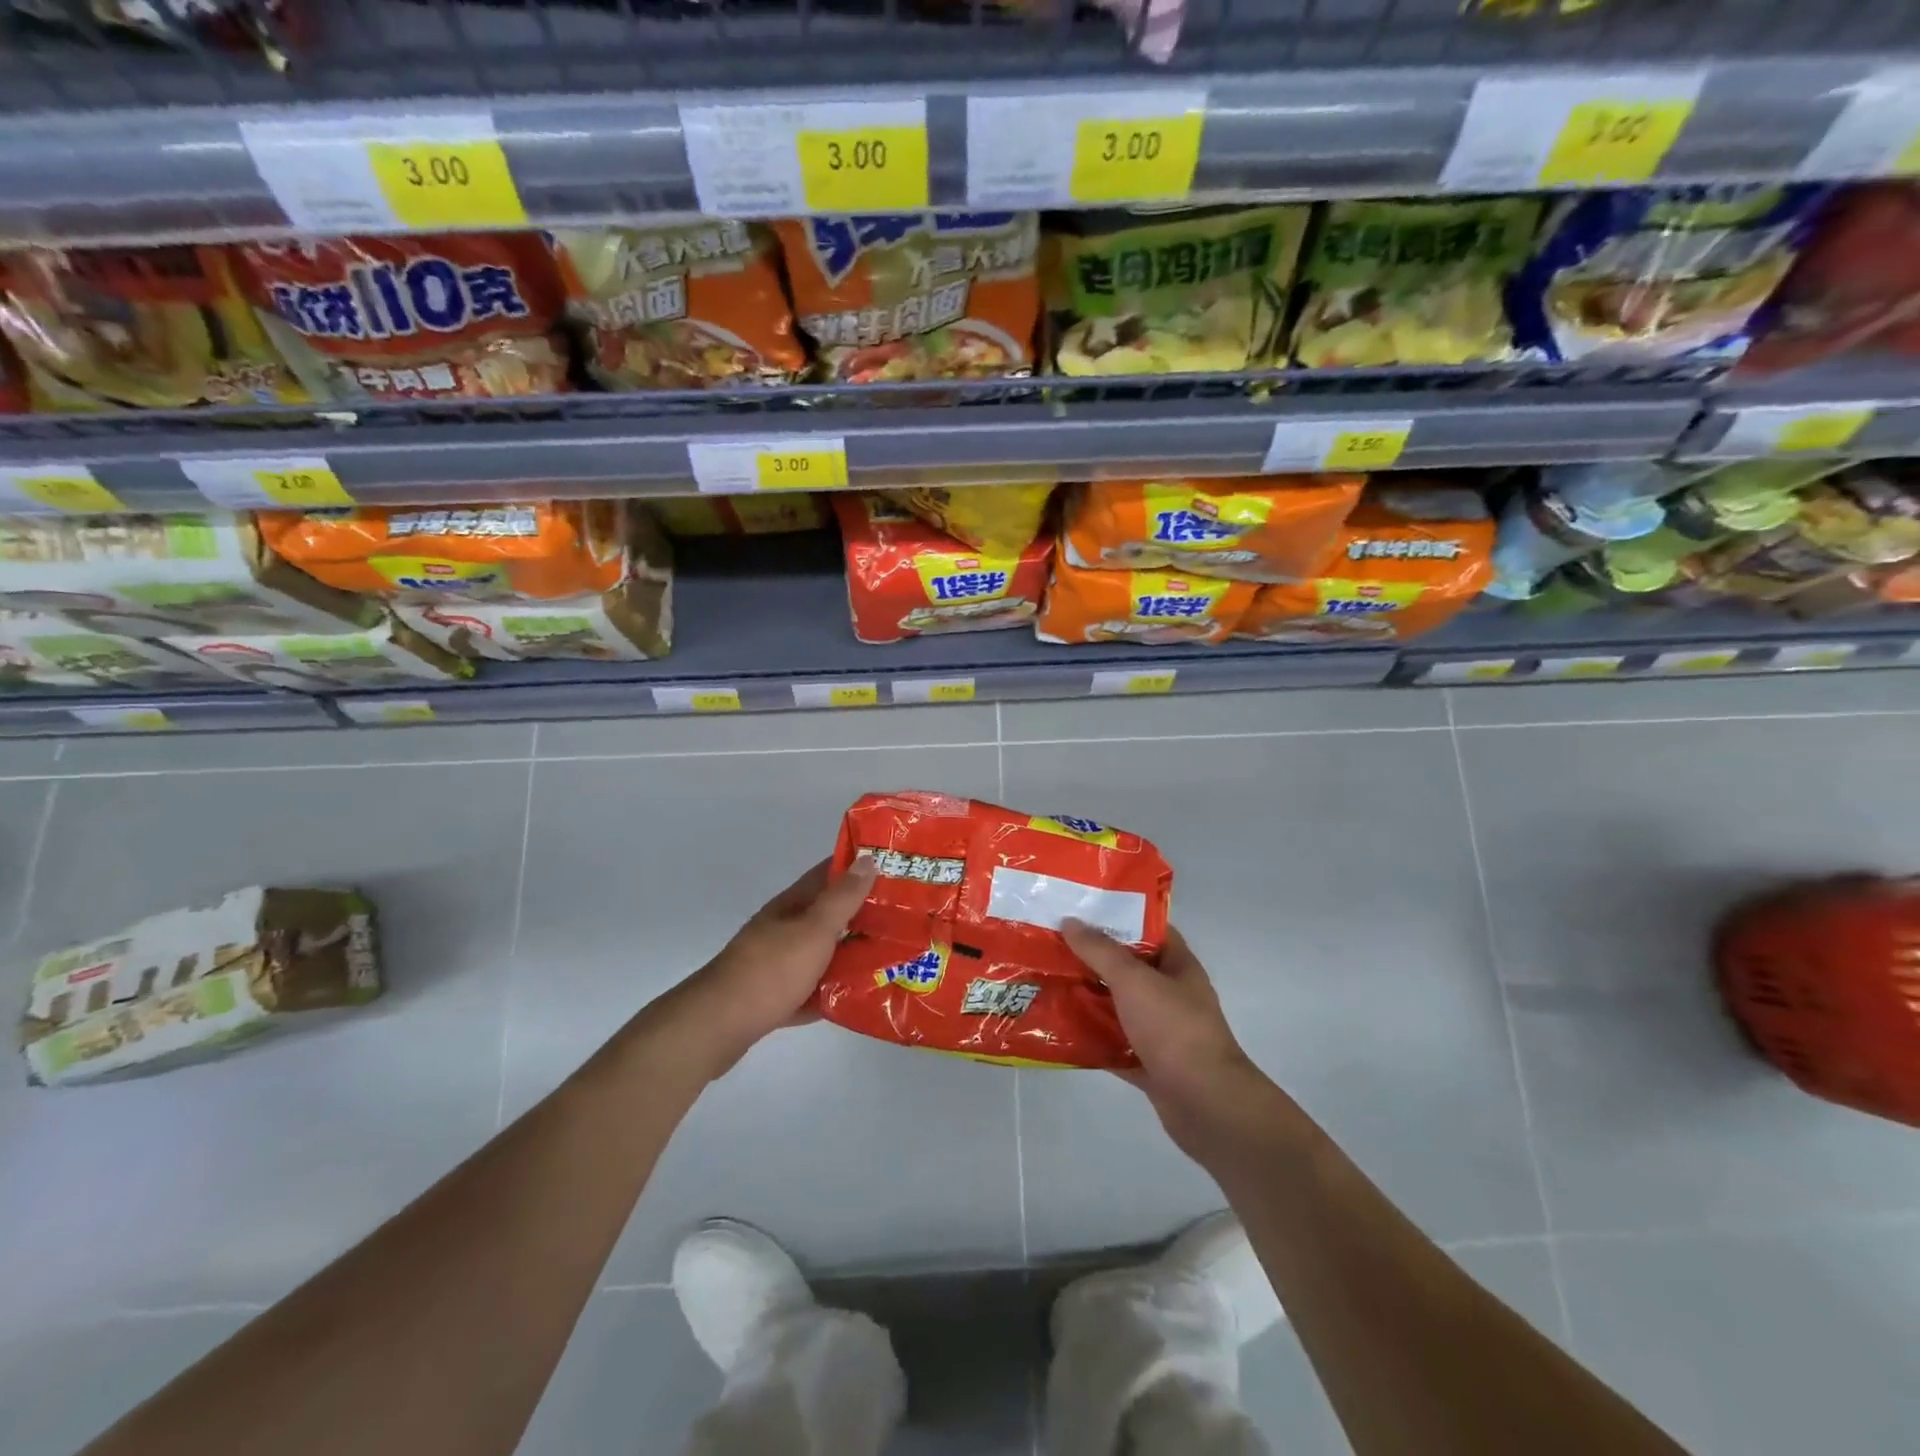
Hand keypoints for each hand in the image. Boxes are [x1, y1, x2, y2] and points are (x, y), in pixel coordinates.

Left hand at [672, 855, 876, 1077]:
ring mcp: (777, 964)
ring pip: (823, 953)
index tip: (895, 868)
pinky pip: (813, 989)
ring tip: (893, 959)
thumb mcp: (813, 929)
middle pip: (829, 915)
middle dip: (864, 915)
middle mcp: (784, 929)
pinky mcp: (775, 997)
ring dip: (852, 955)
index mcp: (792, 905)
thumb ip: (842, 898)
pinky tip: (858, 999)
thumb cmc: (770, 971)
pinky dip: (833, 992)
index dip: (859, 867)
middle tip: (906, 919)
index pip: (829, 873)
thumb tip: (867, 858)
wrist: (716, 1028)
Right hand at [1062, 920, 1277, 1155]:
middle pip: (1127, 968)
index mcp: (1177, 966)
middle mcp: (1171, 994)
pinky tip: (1060, 1031)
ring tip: (1048, 984)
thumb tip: (1070, 921)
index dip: (1117, 917)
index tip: (1080, 911)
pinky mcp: (1150, 1063)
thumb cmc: (1174, 1029)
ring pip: (1118, 1007)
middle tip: (1051, 947)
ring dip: (1088, 999)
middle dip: (1092, 959)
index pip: (1148, 930)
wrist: (1206, 1105)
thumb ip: (1101, 951)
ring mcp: (1161, 1031)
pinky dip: (1092, 1039)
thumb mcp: (1134, 980)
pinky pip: (1114, 1044)